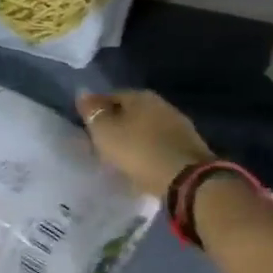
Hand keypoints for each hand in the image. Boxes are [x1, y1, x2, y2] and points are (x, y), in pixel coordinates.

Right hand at [77, 90, 211, 199]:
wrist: (186, 179)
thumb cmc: (138, 151)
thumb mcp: (105, 132)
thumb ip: (92, 112)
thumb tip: (83, 93)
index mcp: (140, 96)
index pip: (111, 96)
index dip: (97, 111)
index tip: (87, 127)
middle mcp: (162, 104)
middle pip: (131, 111)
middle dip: (117, 124)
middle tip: (102, 143)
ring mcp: (178, 125)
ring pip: (147, 128)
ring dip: (134, 138)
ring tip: (121, 156)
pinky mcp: (189, 146)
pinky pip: (160, 144)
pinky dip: (149, 151)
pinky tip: (142, 164)